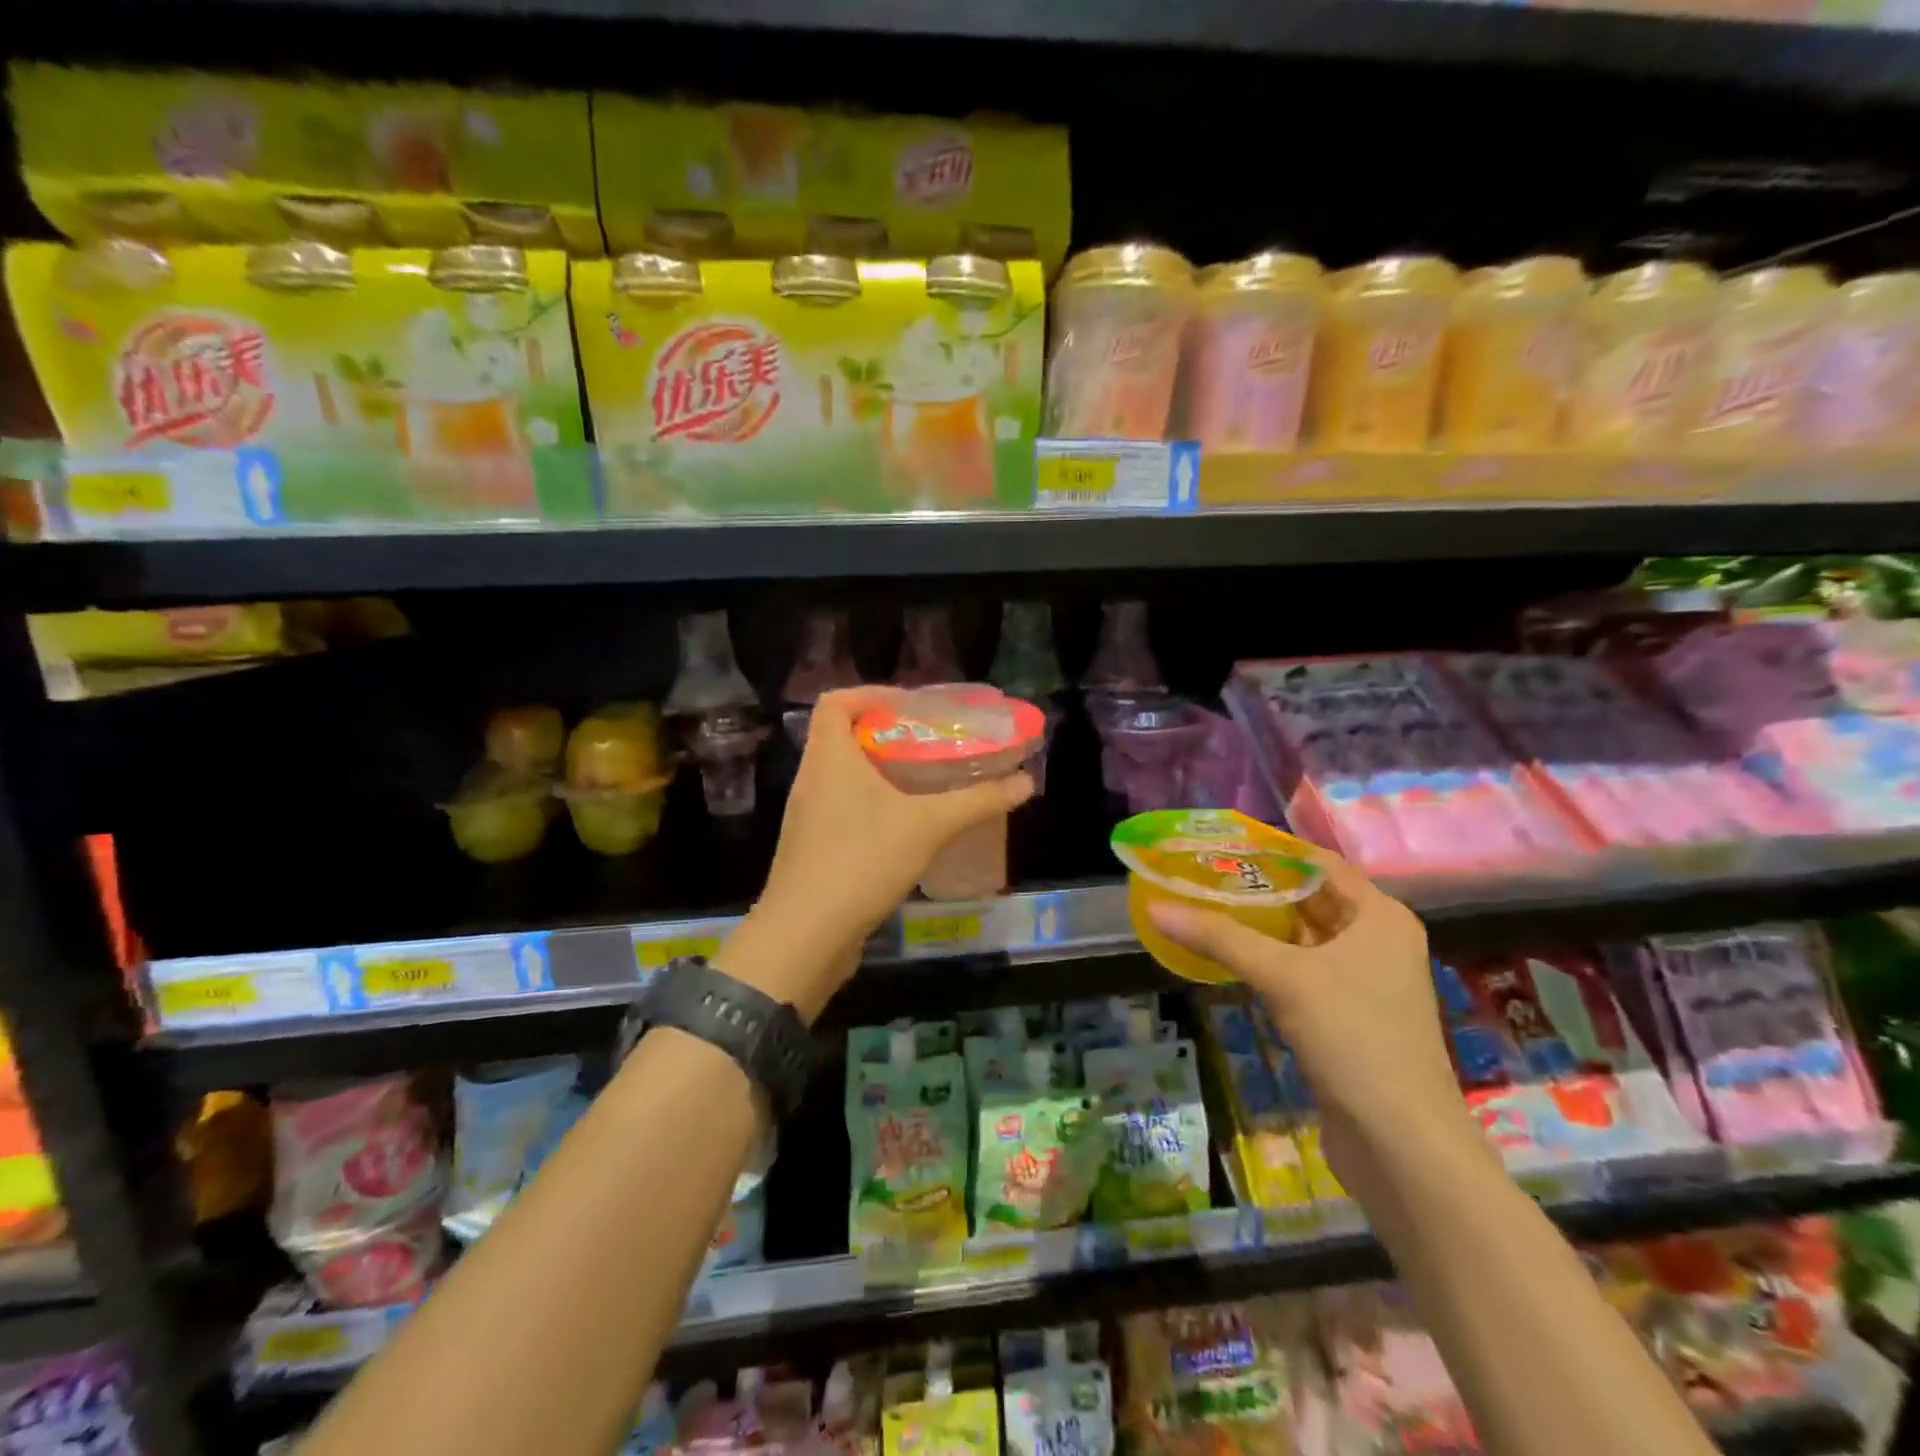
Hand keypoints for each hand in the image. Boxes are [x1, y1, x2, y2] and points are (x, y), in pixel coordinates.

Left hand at [718, 687, 1033, 1019]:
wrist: (805, 936)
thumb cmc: (861, 861)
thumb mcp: (928, 826)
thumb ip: (978, 801)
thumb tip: (1026, 782)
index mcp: (829, 758)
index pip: (835, 701)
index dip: (871, 694)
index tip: (912, 708)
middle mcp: (811, 779)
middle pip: (843, 737)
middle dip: (887, 735)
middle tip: (931, 745)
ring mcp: (807, 816)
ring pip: (844, 777)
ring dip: (881, 773)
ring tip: (926, 783)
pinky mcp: (812, 849)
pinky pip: (842, 810)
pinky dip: (872, 807)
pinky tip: (906, 828)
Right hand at [1144, 845, 1480, 1191]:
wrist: (1403, 1144)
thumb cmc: (1354, 1037)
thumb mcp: (1283, 977)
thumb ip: (1220, 937)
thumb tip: (1155, 907)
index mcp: (1380, 917)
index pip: (1320, 864)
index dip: (1271, 851)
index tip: (1219, 844)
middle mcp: (1377, 942)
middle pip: (1310, 900)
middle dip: (1257, 888)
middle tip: (1201, 875)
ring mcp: (1364, 983)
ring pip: (1302, 939)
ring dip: (1259, 926)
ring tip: (1203, 908)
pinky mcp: (1348, 1018)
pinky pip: (1300, 973)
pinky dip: (1267, 961)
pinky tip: (1227, 958)